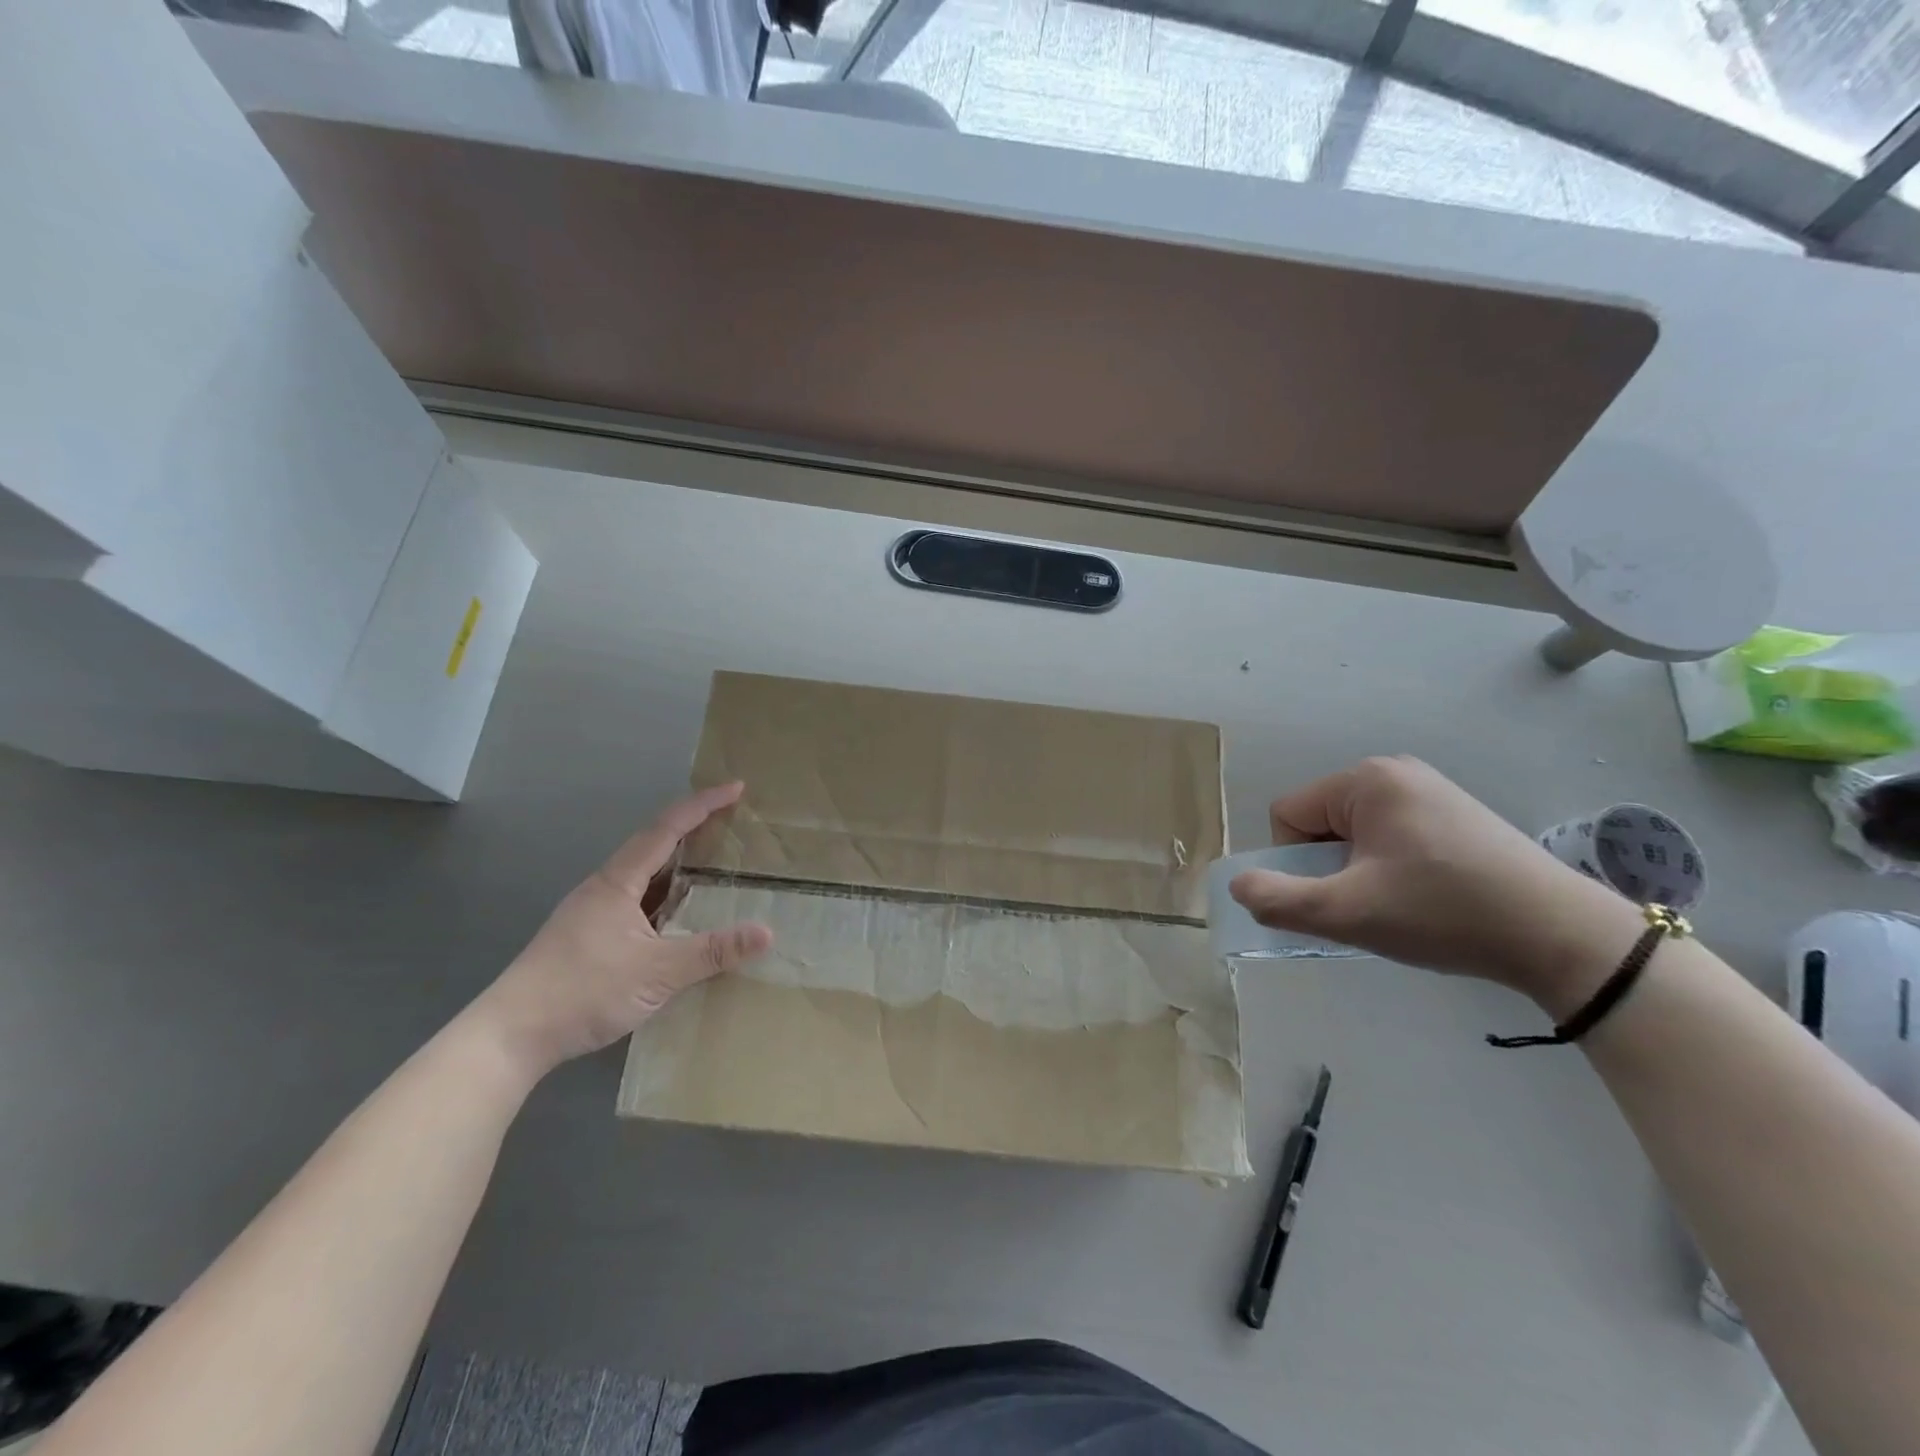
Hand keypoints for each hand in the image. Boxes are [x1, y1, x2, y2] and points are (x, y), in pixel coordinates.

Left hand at [465, 782, 772, 1085]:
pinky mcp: (586, 939)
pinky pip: (636, 903)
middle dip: (692, 830)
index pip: (666, 829)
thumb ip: (713, 951)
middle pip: (652, 846)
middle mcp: (603, 889)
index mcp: (618, 883)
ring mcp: (590, 914)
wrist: (509, 1036)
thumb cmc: (583, 991)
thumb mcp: (658, 972)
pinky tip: (677, 920)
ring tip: (712, 869)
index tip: (735, 789)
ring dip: (677, 866)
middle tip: (730, 825)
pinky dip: (664, 898)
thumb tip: (767, 932)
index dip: (702, 805)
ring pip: (643, 877)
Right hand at [1228, 757, 1642, 1013]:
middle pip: (1320, 822)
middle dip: (1328, 867)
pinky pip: (1390, 835)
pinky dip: (1390, 867)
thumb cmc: (1443, 913)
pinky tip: (1426, 897)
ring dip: (1357, 871)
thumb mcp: (1348, 912)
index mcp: (1366, 779)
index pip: (1289, 815)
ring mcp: (1430, 789)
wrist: (1562, 937)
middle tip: (1369, 905)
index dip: (1296, 863)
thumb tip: (1238, 887)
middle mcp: (1395, 771)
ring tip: (1400, 905)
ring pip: (1354, 833)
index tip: (1337, 897)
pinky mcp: (1456, 814)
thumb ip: (1278, 899)